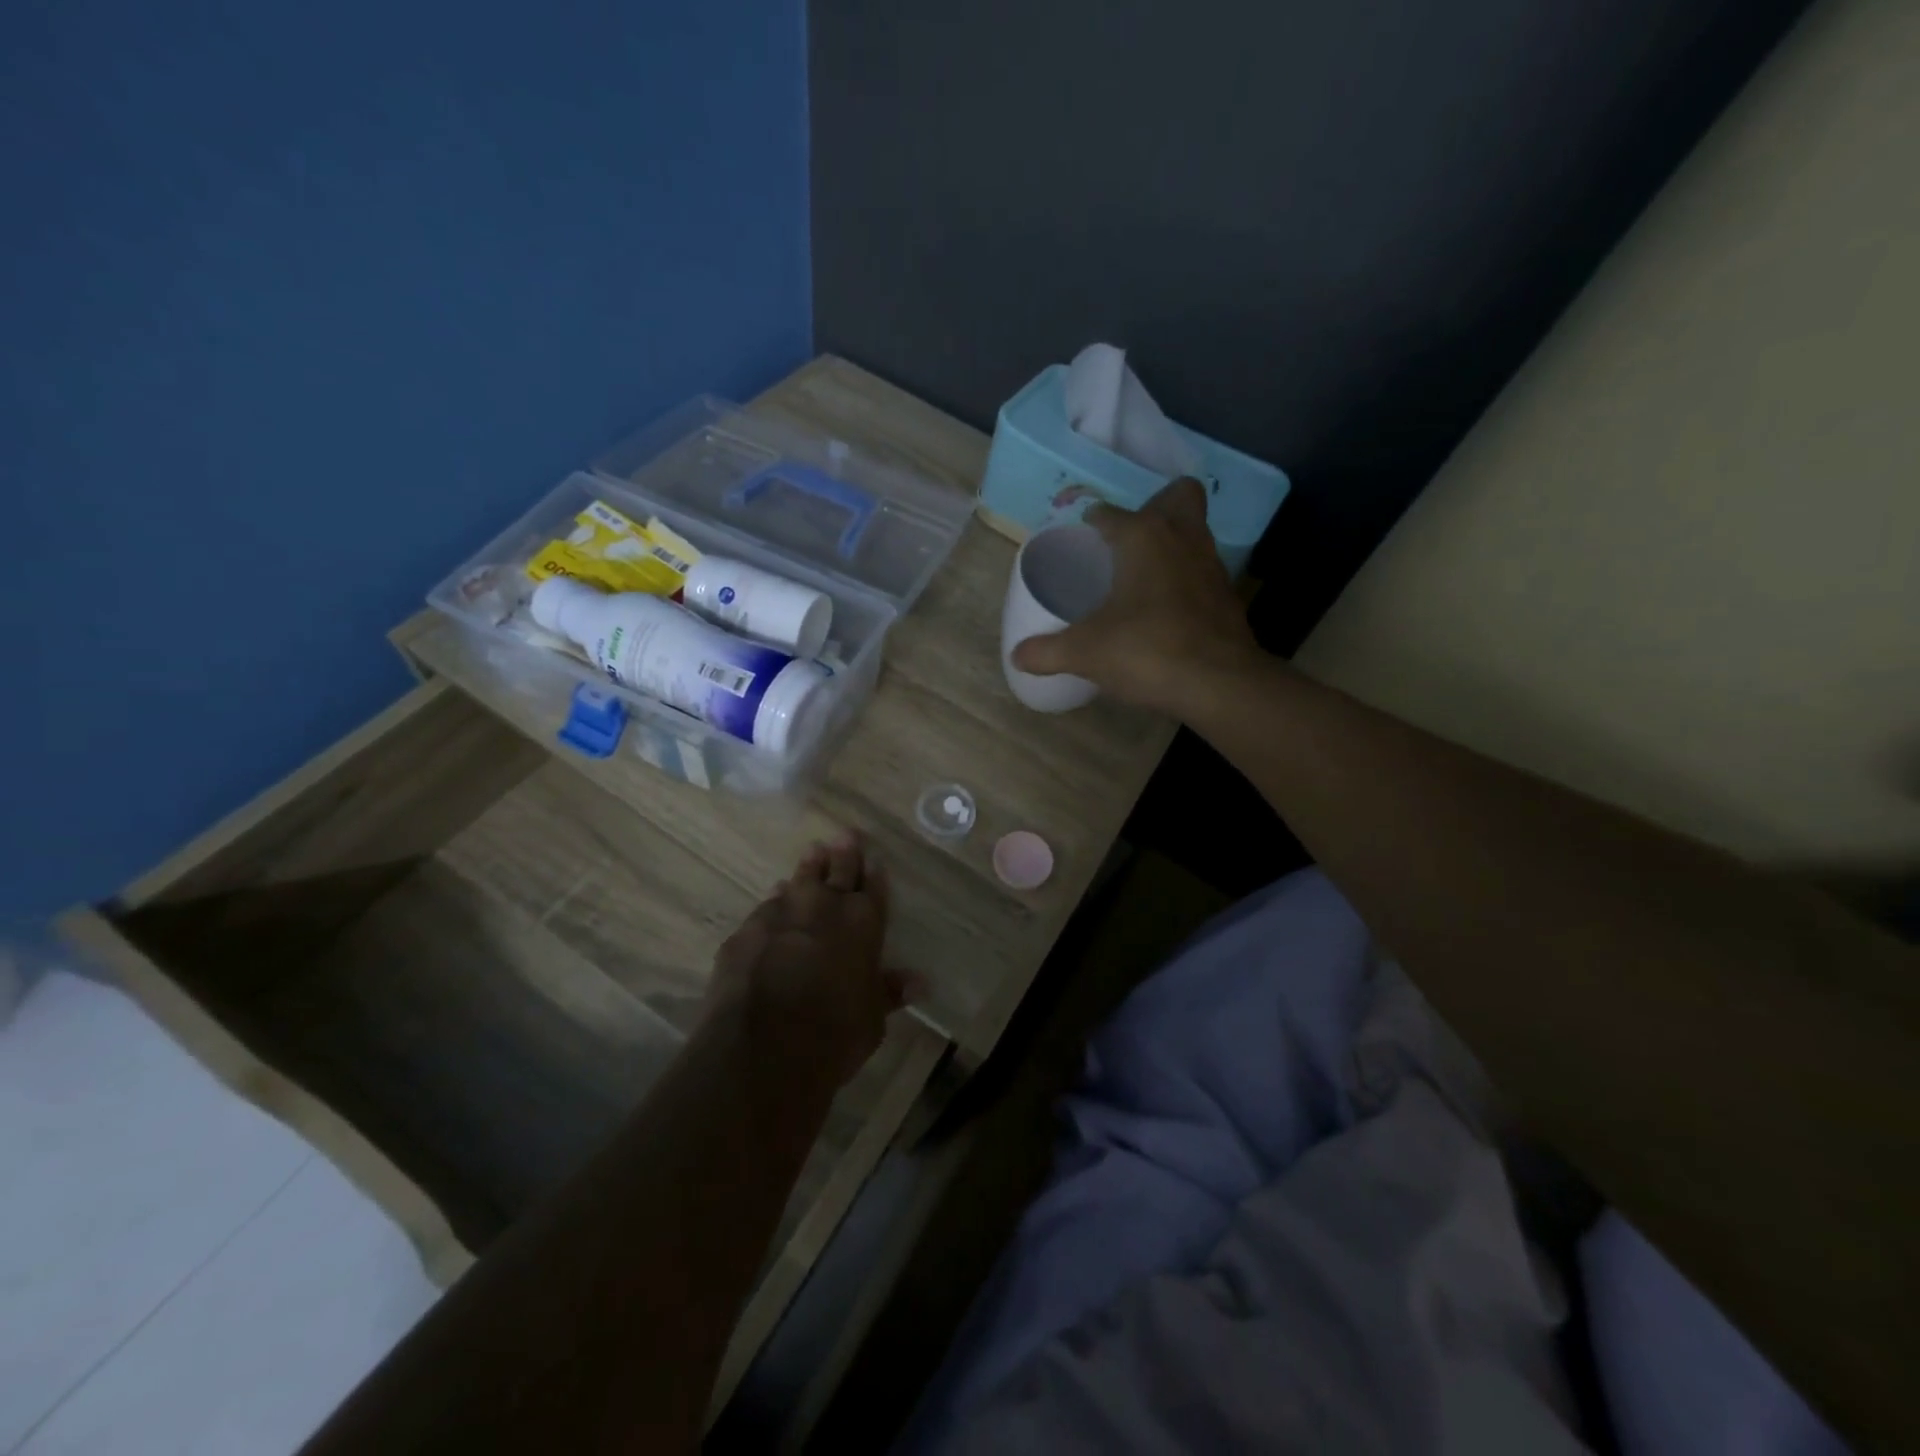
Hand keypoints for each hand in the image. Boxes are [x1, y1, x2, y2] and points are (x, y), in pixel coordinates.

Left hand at [706, 834, 911, 1087]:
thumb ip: (888, 992)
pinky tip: (775, 901)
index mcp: (862, 922)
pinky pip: (767, 907)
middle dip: (843, 853)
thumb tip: (919, 983)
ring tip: (813, 854)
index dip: (873, 872)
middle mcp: (823, 906)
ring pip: (799, 880)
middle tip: (845, 834)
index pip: (872, 887)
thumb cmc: (833, 1033)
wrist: (762, 1047)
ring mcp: (780, 913)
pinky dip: (776, 902)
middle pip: (837, 870)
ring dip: (808, 869)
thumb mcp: (871, 1018)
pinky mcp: (746, 931)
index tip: (873, 857)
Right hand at [1010, 478, 1260, 712]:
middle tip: (1129, 539)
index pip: (1111, 514)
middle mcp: (1181, 538)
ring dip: (1173, 542)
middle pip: (1178, 497)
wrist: (1218, 683)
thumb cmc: (1146, 650)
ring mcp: (1211, 565)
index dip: (1093, 521)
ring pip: (1195, 533)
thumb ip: (1047, 651)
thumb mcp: (1085, 652)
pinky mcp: (1228, 596)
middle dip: (1156, 505)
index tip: (1083, 535)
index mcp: (1143, 537)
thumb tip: (1017, 656)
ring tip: (1143, 573)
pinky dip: (1186, 578)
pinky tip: (1167, 608)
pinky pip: (1203, 571)